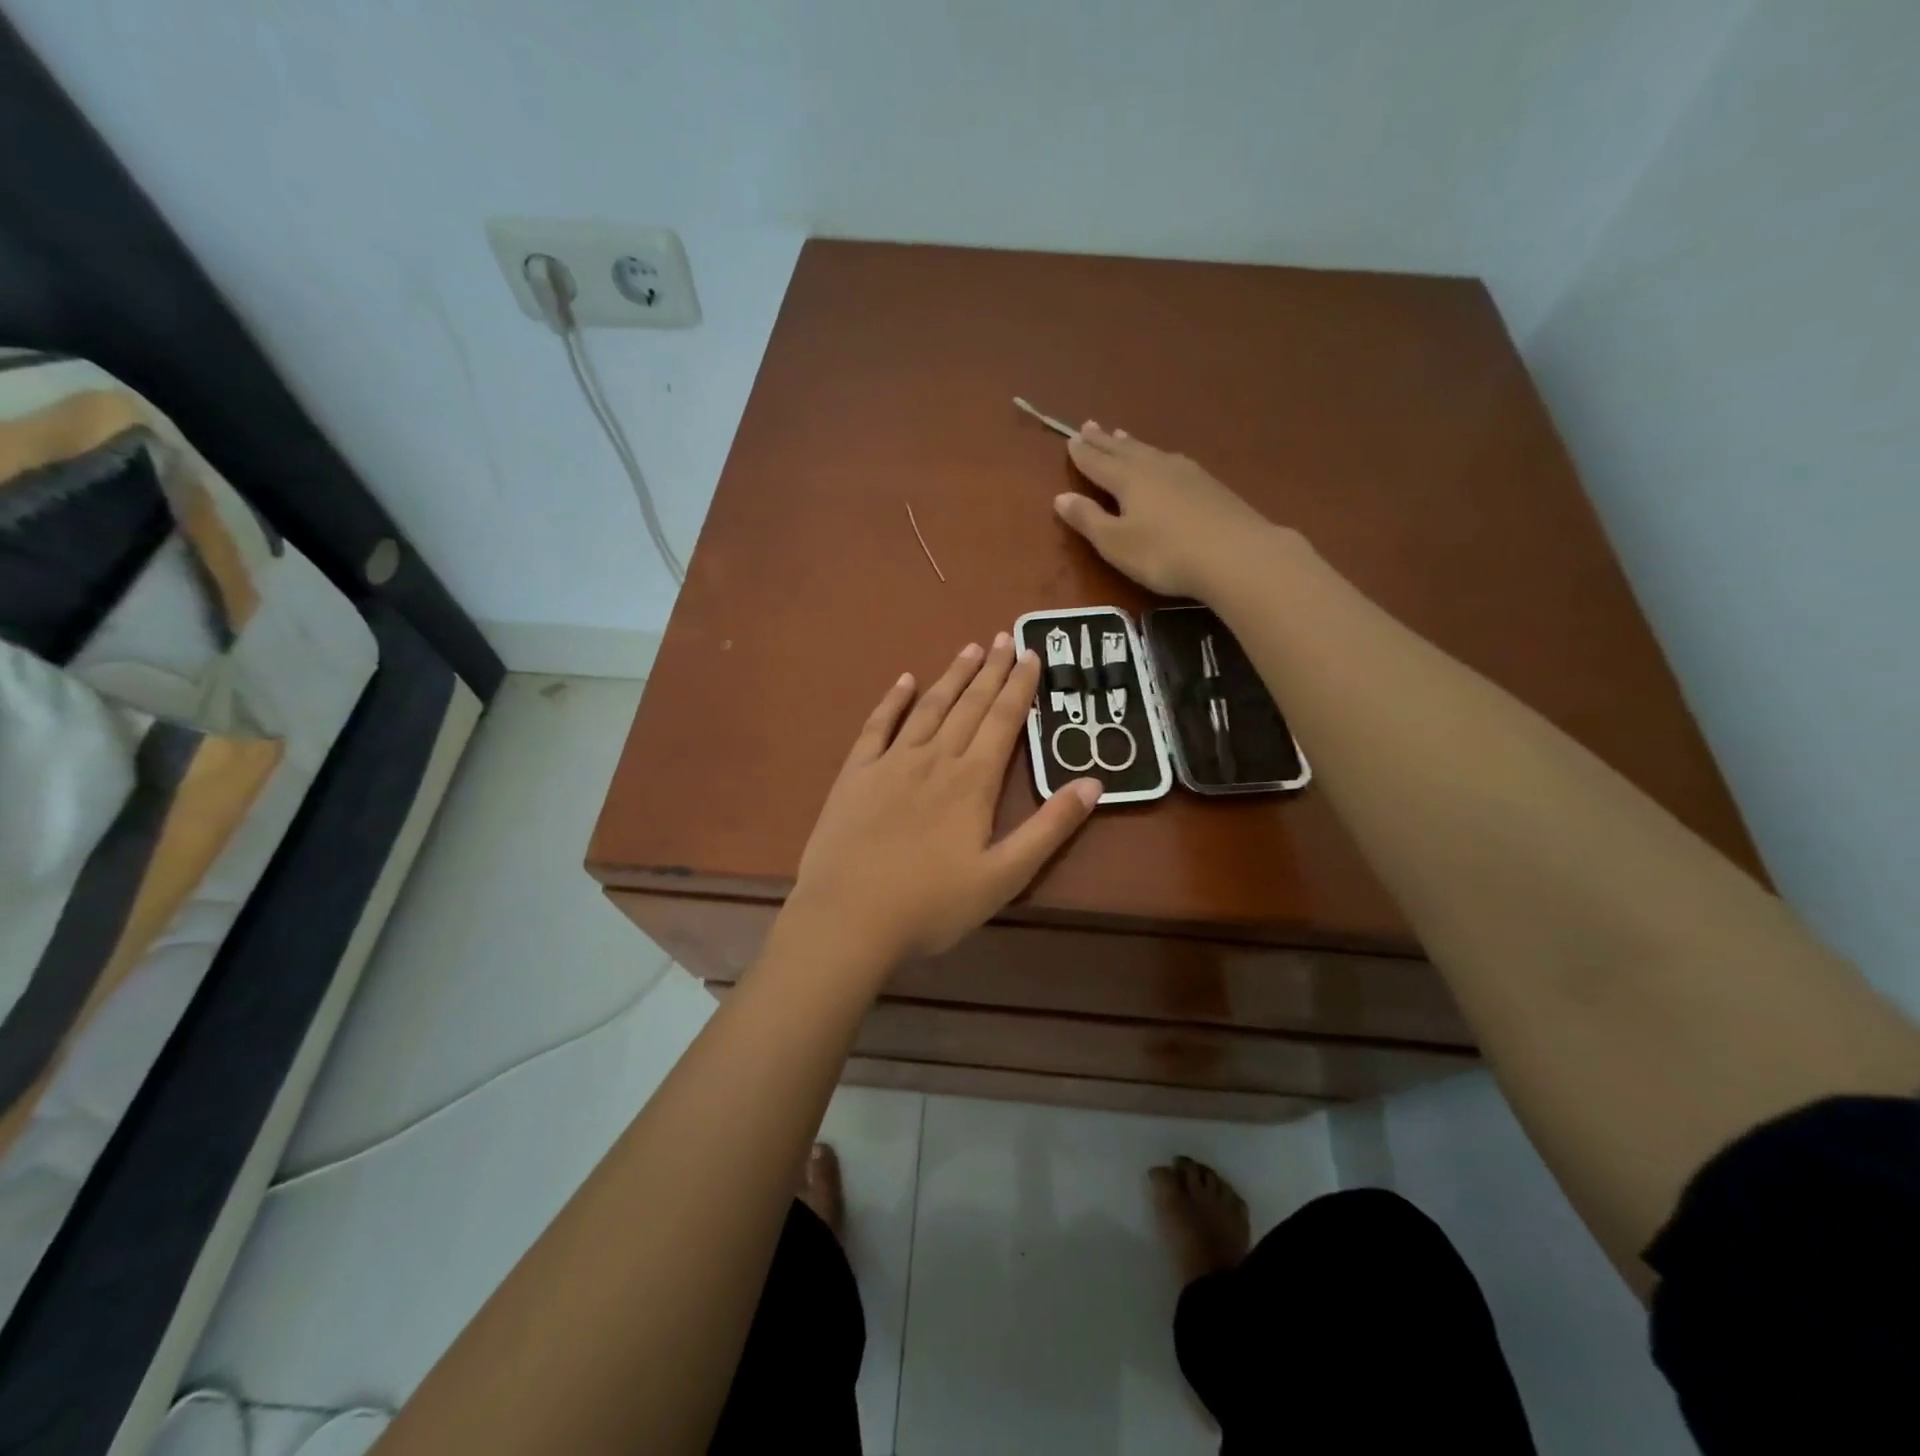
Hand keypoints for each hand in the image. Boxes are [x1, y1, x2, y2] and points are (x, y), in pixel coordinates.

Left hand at [787, 635, 1102, 965]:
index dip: (1020, 686)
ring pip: (929, 708)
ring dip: (951, 677)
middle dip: (991, 670)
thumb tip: (1093, 782)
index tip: (1031, 654)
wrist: (848, 919)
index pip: (1004, 721)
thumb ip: (1049, 828)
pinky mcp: (856, 775)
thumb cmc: (931, 905)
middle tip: (1005, 637)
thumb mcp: (1004, 876)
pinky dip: (892, 701)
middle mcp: (934, 759)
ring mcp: (891, 763)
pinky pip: (877, 727)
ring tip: (970, 649)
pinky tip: (904, 681)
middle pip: (969, 705)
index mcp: (972, 782)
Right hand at [1057, 422, 1286, 599]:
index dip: (1082, 454)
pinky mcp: (1209, 485)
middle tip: (1089, 425)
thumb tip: (1060, 497)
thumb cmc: (1164, 554)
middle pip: (1124, 450)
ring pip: (1150, 452)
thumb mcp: (1116, 544)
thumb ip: (1088, 519)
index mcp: (1128, 480)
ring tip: (1121, 434)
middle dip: (1104, 440)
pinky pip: (1172, 461)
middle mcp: (1154, 467)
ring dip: (1132, 443)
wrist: (1235, 554)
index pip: (1098, 462)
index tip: (1071, 440)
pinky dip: (1158, 456)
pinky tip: (1165, 460)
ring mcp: (1186, 473)